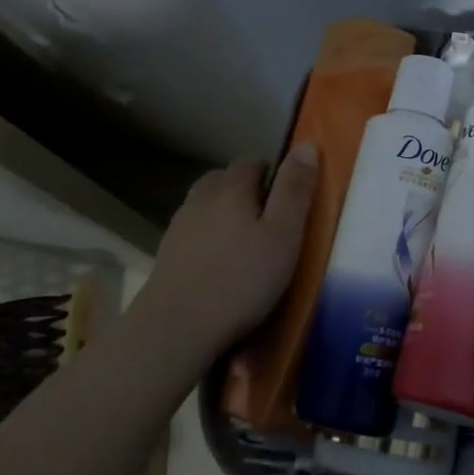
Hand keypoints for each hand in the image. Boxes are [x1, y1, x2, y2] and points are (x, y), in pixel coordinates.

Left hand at [135, 143, 317, 352]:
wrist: (175, 329)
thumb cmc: (241, 280)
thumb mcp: (283, 235)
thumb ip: (295, 190)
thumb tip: (307, 145)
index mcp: (231, 188)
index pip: (251, 162)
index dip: (272, 172)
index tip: (288, 198)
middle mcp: (200, 199)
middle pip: (223, 179)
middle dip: (245, 189)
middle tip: (269, 219)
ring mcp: (178, 228)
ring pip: (205, 206)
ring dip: (224, 213)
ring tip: (245, 242)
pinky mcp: (166, 257)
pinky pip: (193, 233)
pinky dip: (208, 239)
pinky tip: (220, 265)